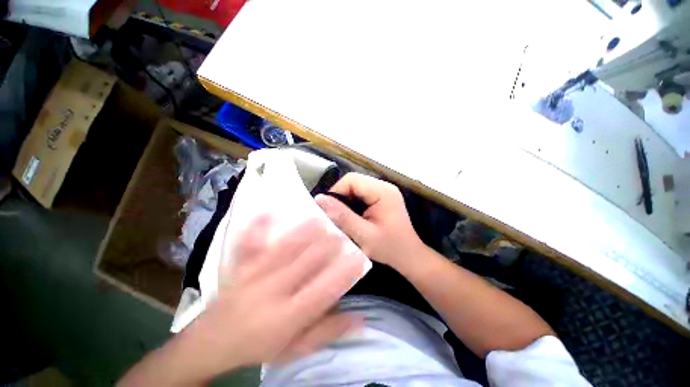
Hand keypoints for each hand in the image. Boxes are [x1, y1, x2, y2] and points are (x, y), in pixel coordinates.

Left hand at [163, 217, 364, 382]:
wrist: (211, 343)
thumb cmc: (259, 346)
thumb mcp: (296, 349)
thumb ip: (327, 331)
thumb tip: (360, 319)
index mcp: (287, 317)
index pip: (323, 292)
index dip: (343, 274)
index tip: (358, 257)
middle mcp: (271, 293)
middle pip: (304, 264)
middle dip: (326, 246)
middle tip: (341, 231)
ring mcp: (252, 277)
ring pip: (282, 250)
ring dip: (302, 233)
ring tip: (319, 218)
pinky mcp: (238, 267)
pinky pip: (247, 245)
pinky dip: (256, 227)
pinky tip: (266, 211)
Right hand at [315, 173, 424, 269]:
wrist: (409, 256)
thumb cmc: (389, 248)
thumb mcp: (363, 234)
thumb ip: (342, 216)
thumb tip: (319, 199)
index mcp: (383, 192)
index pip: (352, 180)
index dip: (337, 192)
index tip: (330, 210)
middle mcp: (384, 186)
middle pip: (354, 182)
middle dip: (341, 197)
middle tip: (337, 216)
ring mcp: (384, 191)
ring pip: (356, 188)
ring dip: (347, 201)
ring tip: (345, 218)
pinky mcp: (382, 197)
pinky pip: (361, 194)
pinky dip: (353, 203)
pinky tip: (354, 217)